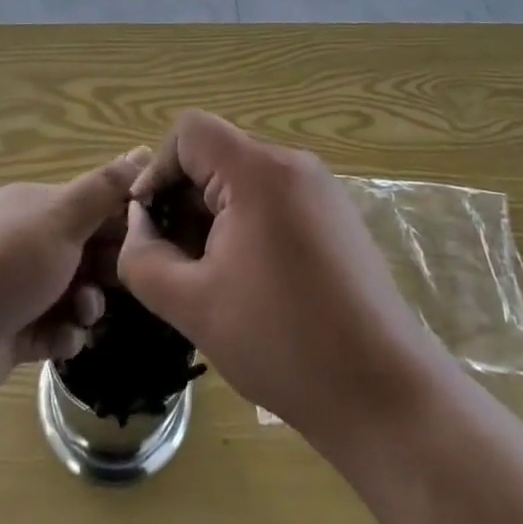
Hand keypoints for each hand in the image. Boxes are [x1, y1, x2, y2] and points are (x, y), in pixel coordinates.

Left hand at [0, 150, 147, 409]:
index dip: (123, 219)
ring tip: (84, 314)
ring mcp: (18, 287)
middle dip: (108, 266)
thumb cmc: (5, 265)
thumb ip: (105, 187)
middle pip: (87, 248)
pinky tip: (62, 339)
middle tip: (124, 282)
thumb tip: (145, 148)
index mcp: (35, 205)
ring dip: (88, 304)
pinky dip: (64, 333)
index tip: (152, 237)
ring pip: (75, 291)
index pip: (93, 203)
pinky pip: (55, 327)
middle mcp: (26, 240)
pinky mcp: (14, 331)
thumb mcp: (60, 218)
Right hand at [118, 111, 436, 446]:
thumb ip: (143, 256)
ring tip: (209, 276)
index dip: (157, 169)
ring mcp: (320, 188)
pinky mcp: (336, 215)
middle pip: (216, 154)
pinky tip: (248, 280)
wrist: (383, 393)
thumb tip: (139, 223)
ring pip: (243, 178)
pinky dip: (246, 223)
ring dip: (212, 215)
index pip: (189, 131)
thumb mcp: (192, 305)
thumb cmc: (283, 343)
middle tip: (173, 260)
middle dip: (182, 199)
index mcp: (258, 172)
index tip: (149, 224)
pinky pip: (273, 197)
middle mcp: (293, 163)